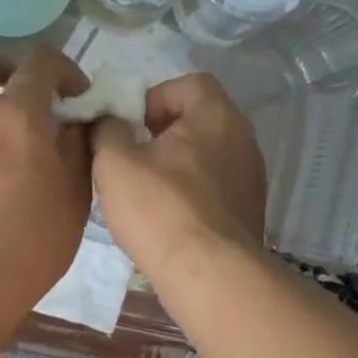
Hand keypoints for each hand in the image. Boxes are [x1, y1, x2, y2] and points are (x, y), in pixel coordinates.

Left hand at [0, 45, 92, 337]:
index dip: (63, 69)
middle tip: (26, 96)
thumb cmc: (34, 239)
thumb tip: (74, 124)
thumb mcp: (76, 194)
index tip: (76, 96)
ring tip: (10, 166)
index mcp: (17, 116)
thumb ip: (77, 147)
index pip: (40, 61)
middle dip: (5, 66)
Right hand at [91, 72, 266, 280]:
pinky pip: (215, 188)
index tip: (130, 126)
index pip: (188, 83)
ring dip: (176, 166)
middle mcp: (243, 139)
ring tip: (145, 192)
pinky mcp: (249, 212)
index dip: (154, 97)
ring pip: (207, 156)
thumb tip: (107, 120)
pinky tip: (168, 219)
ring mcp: (251, 178)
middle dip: (162, 133)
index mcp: (216, 115)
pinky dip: (191, 193)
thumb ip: (106, 129)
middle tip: (132, 158)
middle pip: (199, 119)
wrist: (209, 274)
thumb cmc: (160, 208)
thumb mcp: (114, 162)